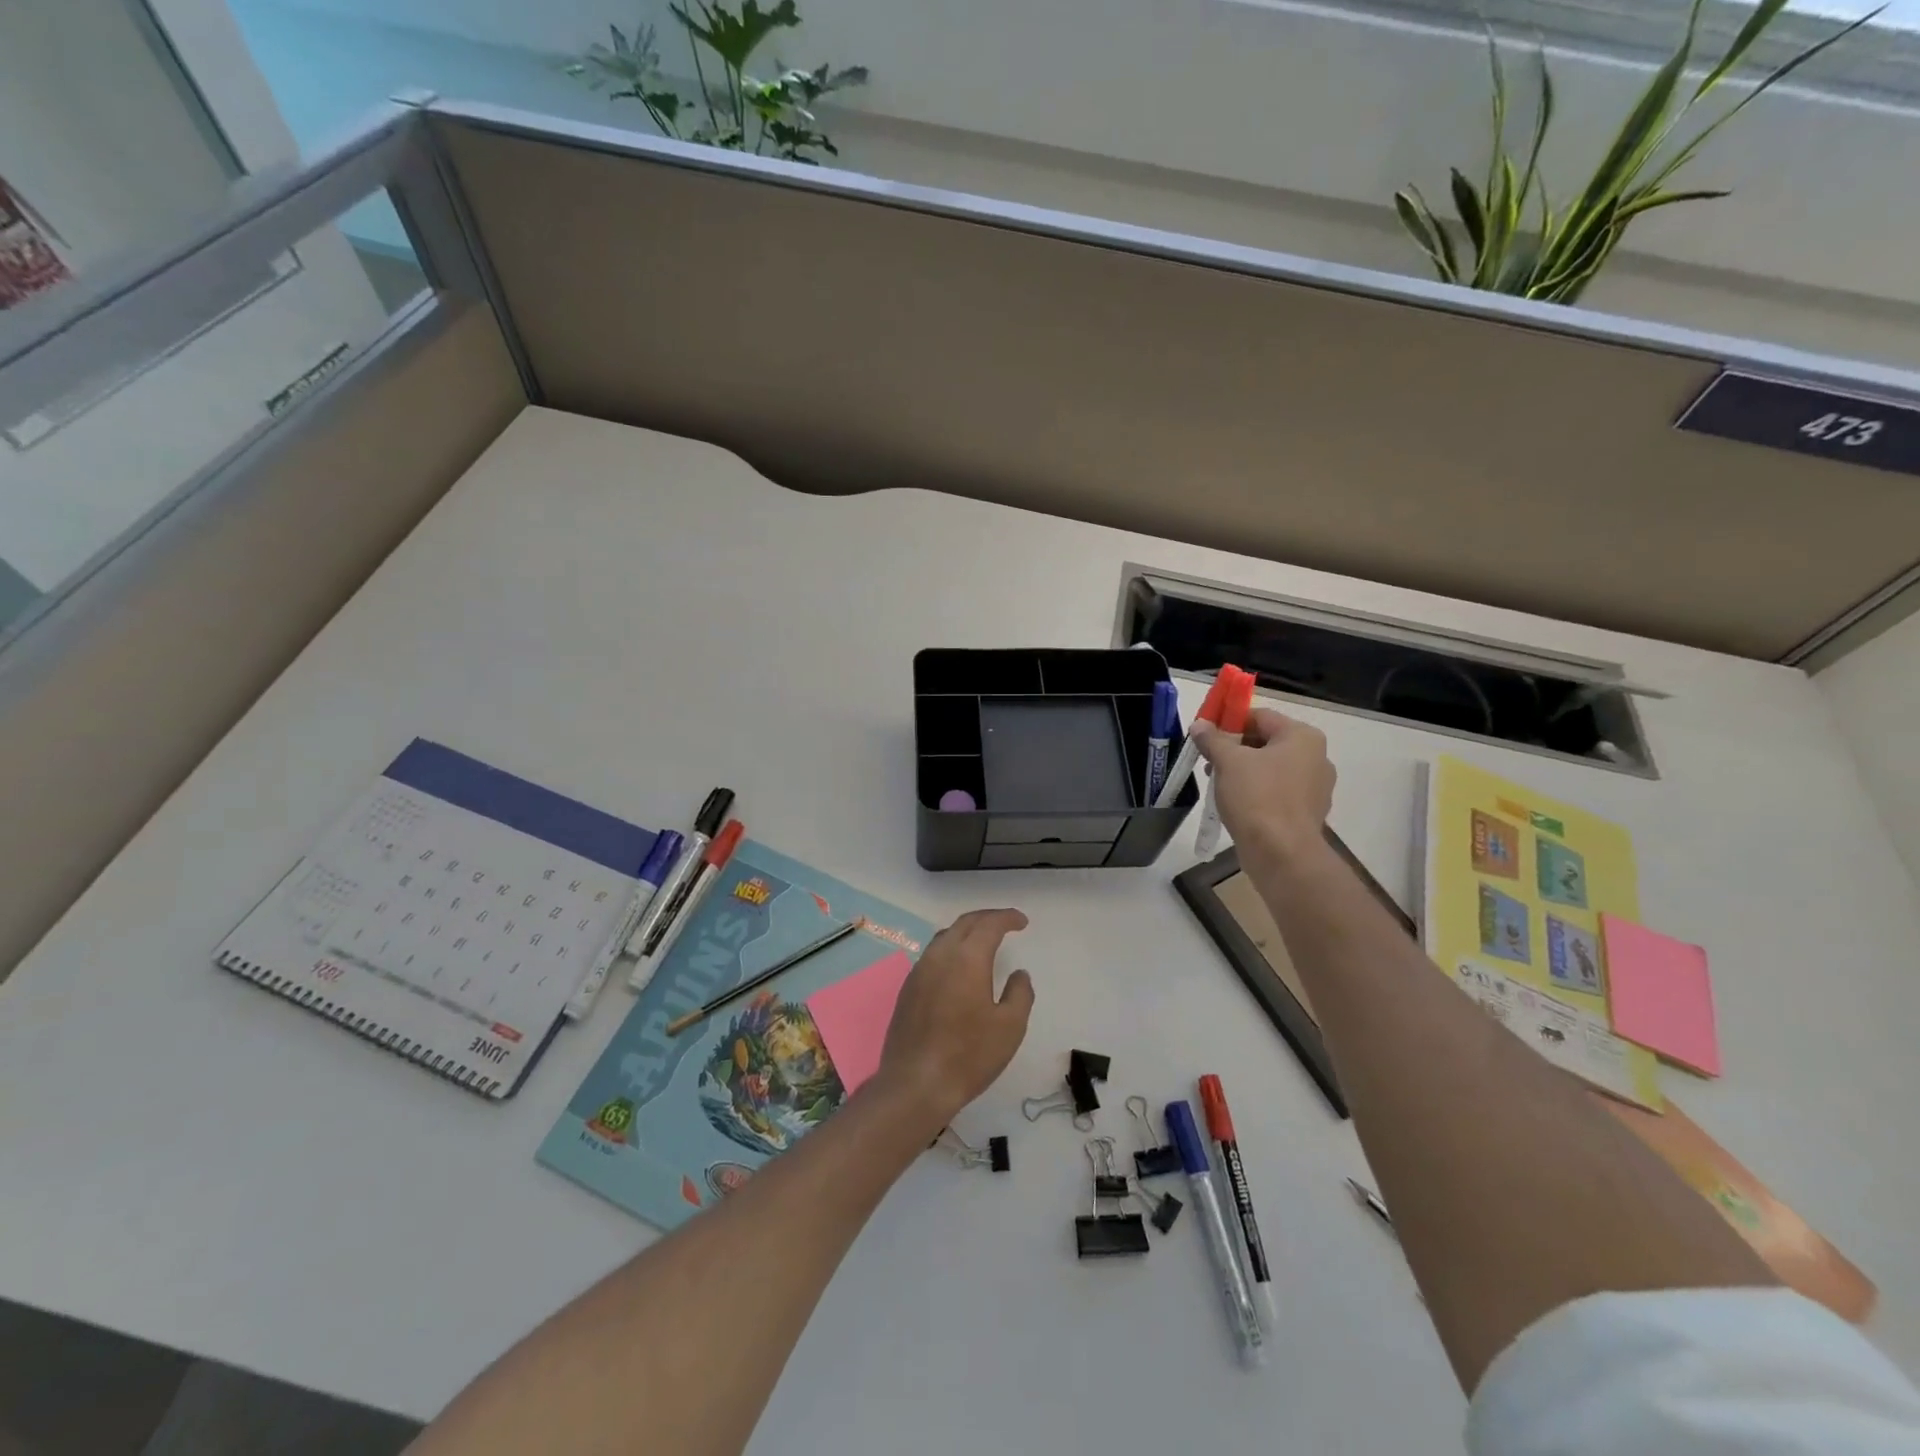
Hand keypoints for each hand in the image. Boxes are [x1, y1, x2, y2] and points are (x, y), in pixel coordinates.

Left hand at [874, 909, 1033, 1130]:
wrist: (915, 1084)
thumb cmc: (968, 1055)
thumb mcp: (1010, 1027)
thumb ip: (1020, 993)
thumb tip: (1019, 974)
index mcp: (967, 958)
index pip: (989, 925)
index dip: (1007, 918)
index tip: (1022, 922)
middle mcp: (939, 956)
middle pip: (964, 924)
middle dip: (987, 919)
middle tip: (1006, 924)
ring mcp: (919, 972)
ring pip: (944, 937)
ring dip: (966, 932)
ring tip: (983, 941)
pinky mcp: (907, 990)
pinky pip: (932, 956)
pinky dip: (950, 950)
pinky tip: (958, 968)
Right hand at [1195, 708, 1336, 867]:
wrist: (1281, 853)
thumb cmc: (1257, 797)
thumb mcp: (1228, 761)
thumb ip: (1213, 739)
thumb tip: (1200, 724)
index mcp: (1302, 737)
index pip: (1260, 716)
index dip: (1229, 721)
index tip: (1206, 733)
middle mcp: (1315, 757)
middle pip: (1266, 742)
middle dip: (1233, 748)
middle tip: (1207, 759)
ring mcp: (1314, 787)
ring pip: (1270, 768)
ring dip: (1242, 771)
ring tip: (1216, 783)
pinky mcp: (1306, 811)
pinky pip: (1276, 792)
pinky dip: (1255, 792)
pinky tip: (1234, 803)